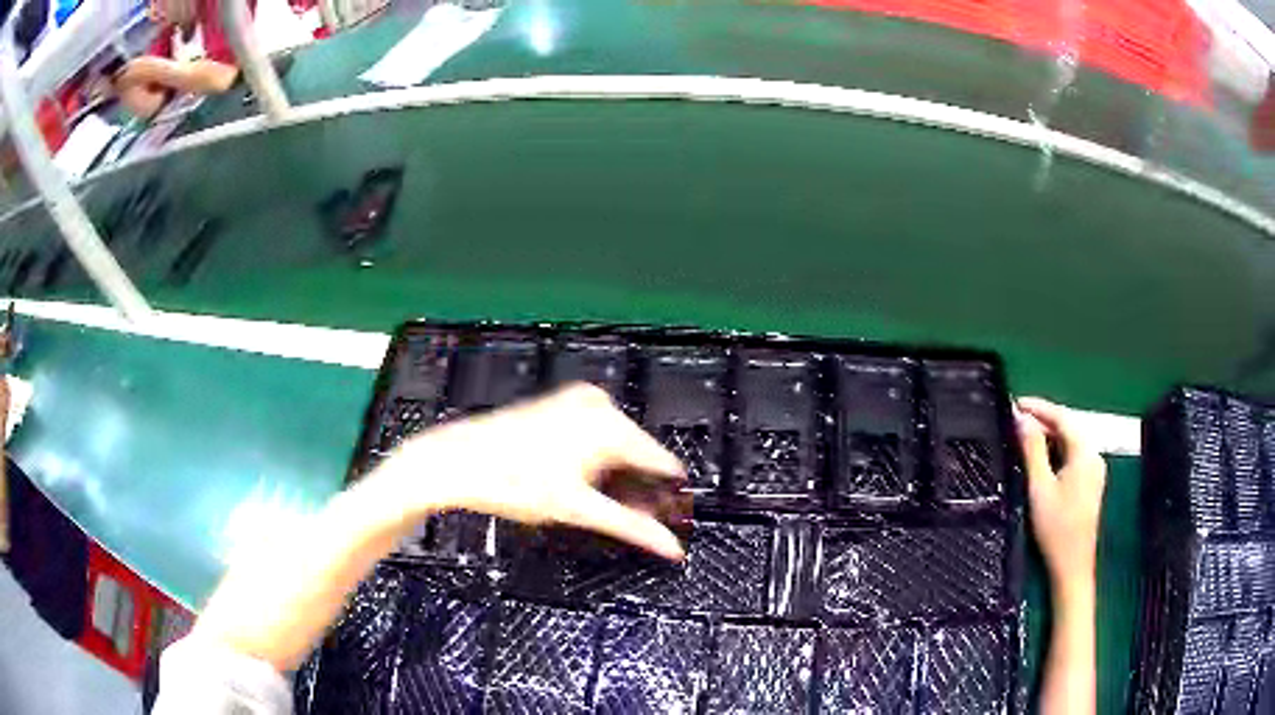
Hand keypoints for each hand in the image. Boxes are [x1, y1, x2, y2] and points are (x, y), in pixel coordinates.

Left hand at [379, 384, 687, 559]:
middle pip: (638, 454)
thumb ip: (631, 527)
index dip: (667, 495)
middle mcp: (599, 406)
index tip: (671, 518)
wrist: (461, 460)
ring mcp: (577, 402)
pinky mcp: (560, 406)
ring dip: (617, 477)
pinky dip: (597, 461)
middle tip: (636, 522)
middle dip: (639, 488)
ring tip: (606, 508)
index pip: (663, 462)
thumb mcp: (578, 509)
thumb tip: (670, 546)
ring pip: (616, 446)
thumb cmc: (513, 480)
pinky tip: (583, 484)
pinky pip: (595, 436)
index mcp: (611, 425)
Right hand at [1017, 396, 1106, 596]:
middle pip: (1068, 426)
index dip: (1038, 407)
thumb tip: (1021, 418)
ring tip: (1023, 435)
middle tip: (1016, 418)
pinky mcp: (1090, 482)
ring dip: (1048, 435)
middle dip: (1043, 420)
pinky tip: (1041, 456)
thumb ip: (1032, 449)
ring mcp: (1094, 469)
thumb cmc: (1056, 527)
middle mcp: (1093, 454)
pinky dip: (1056, 450)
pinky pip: (1073, 455)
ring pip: (1070, 441)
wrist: (1072, 565)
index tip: (1014, 402)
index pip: (1062, 416)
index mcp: (1084, 451)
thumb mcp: (1039, 487)